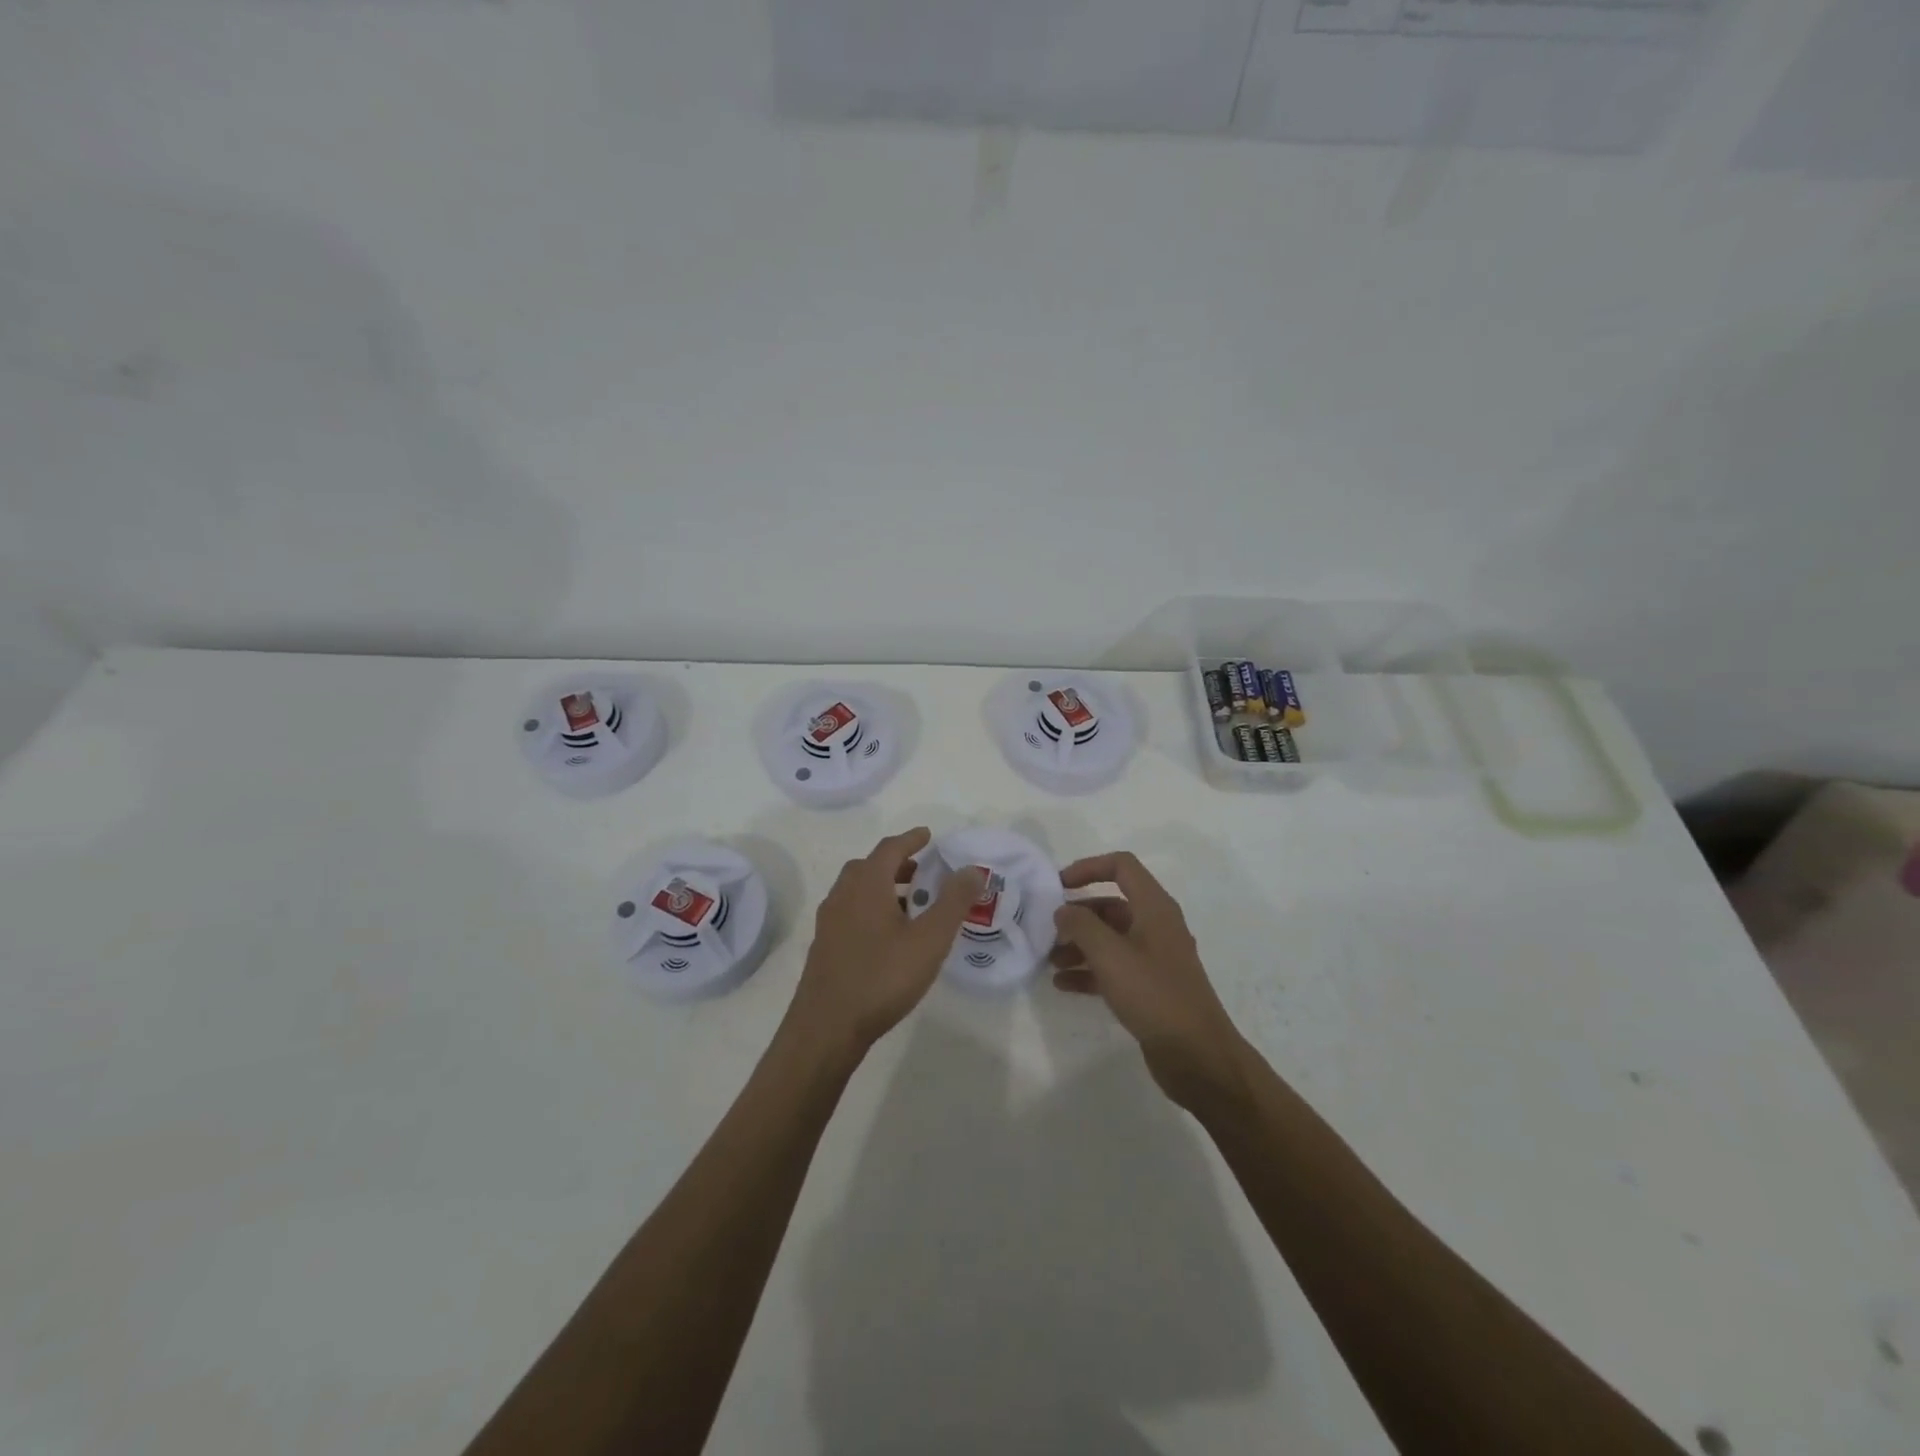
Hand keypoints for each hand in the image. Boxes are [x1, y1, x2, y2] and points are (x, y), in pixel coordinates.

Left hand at [786, 828, 982, 1061]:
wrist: (827, 1027)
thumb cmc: (882, 977)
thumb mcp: (929, 939)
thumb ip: (953, 902)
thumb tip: (972, 869)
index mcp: (866, 885)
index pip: (889, 848)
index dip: (911, 839)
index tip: (928, 836)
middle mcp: (842, 895)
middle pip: (869, 867)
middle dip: (897, 864)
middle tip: (923, 872)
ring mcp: (829, 922)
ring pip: (857, 891)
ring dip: (883, 887)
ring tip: (911, 905)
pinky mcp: (824, 946)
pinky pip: (850, 912)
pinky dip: (871, 908)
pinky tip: (888, 936)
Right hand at [1051, 851, 1248, 1109]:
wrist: (1197, 1055)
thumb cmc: (1154, 994)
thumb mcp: (1110, 954)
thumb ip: (1081, 926)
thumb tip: (1063, 910)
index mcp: (1154, 907)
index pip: (1121, 866)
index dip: (1088, 867)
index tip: (1057, 885)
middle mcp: (1156, 926)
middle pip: (1111, 905)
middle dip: (1078, 914)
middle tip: (1046, 929)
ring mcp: (1154, 958)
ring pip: (1110, 938)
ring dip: (1079, 944)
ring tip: (1050, 960)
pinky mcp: (1150, 987)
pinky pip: (1114, 968)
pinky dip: (1089, 971)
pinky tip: (1063, 985)